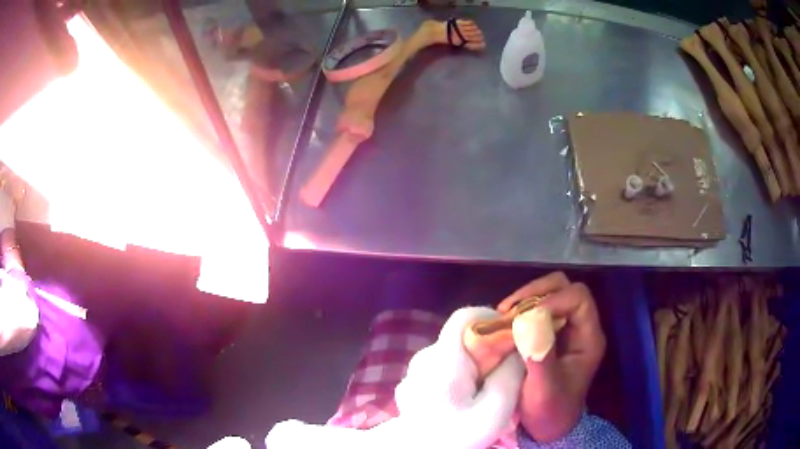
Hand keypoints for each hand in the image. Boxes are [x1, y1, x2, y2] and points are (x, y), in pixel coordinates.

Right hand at [498, 272, 606, 442]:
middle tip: (509, 309)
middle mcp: (579, 327)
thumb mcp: (544, 389)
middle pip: (564, 287)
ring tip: (503, 315)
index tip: (525, 316)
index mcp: (588, 338)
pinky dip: (519, 310)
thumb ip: (540, 356)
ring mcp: (564, 329)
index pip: (579, 298)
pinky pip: (536, 308)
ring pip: (549, 293)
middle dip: (536, 292)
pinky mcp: (548, 333)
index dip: (553, 299)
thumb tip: (527, 320)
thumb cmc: (550, 410)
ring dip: (525, 299)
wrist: (548, 427)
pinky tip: (505, 322)